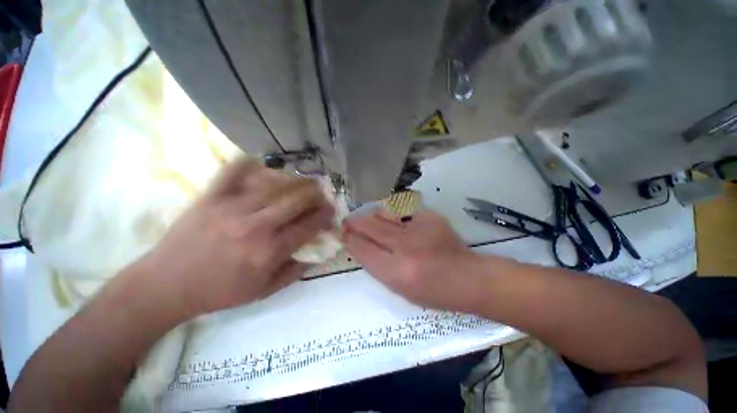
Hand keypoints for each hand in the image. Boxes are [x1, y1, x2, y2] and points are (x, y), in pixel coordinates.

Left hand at [140, 159, 334, 316]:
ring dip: (291, 179)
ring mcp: (231, 206)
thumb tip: (313, 255)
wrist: (173, 281)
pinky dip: (250, 163)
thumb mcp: (258, 294)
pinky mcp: (211, 195)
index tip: (331, 210)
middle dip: (315, 192)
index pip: (307, 226)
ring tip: (298, 179)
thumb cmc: (217, 292)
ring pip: (271, 182)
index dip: (324, 216)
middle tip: (321, 191)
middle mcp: (254, 225)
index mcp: (267, 253)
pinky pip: (235, 169)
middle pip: (294, 199)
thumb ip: (289, 274)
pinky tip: (260, 165)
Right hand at [343, 209, 482, 311]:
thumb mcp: (400, 290)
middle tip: (347, 222)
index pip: (363, 250)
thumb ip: (380, 268)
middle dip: (355, 223)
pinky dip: (395, 216)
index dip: (350, 240)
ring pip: (385, 214)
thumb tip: (363, 247)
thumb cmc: (434, 293)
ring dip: (372, 216)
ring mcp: (419, 229)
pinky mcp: (431, 218)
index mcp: (396, 272)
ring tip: (367, 219)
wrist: (467, 278)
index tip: (344, 235)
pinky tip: (394, 221)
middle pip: (371, 227)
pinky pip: (404, 212)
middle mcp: (405, 247)